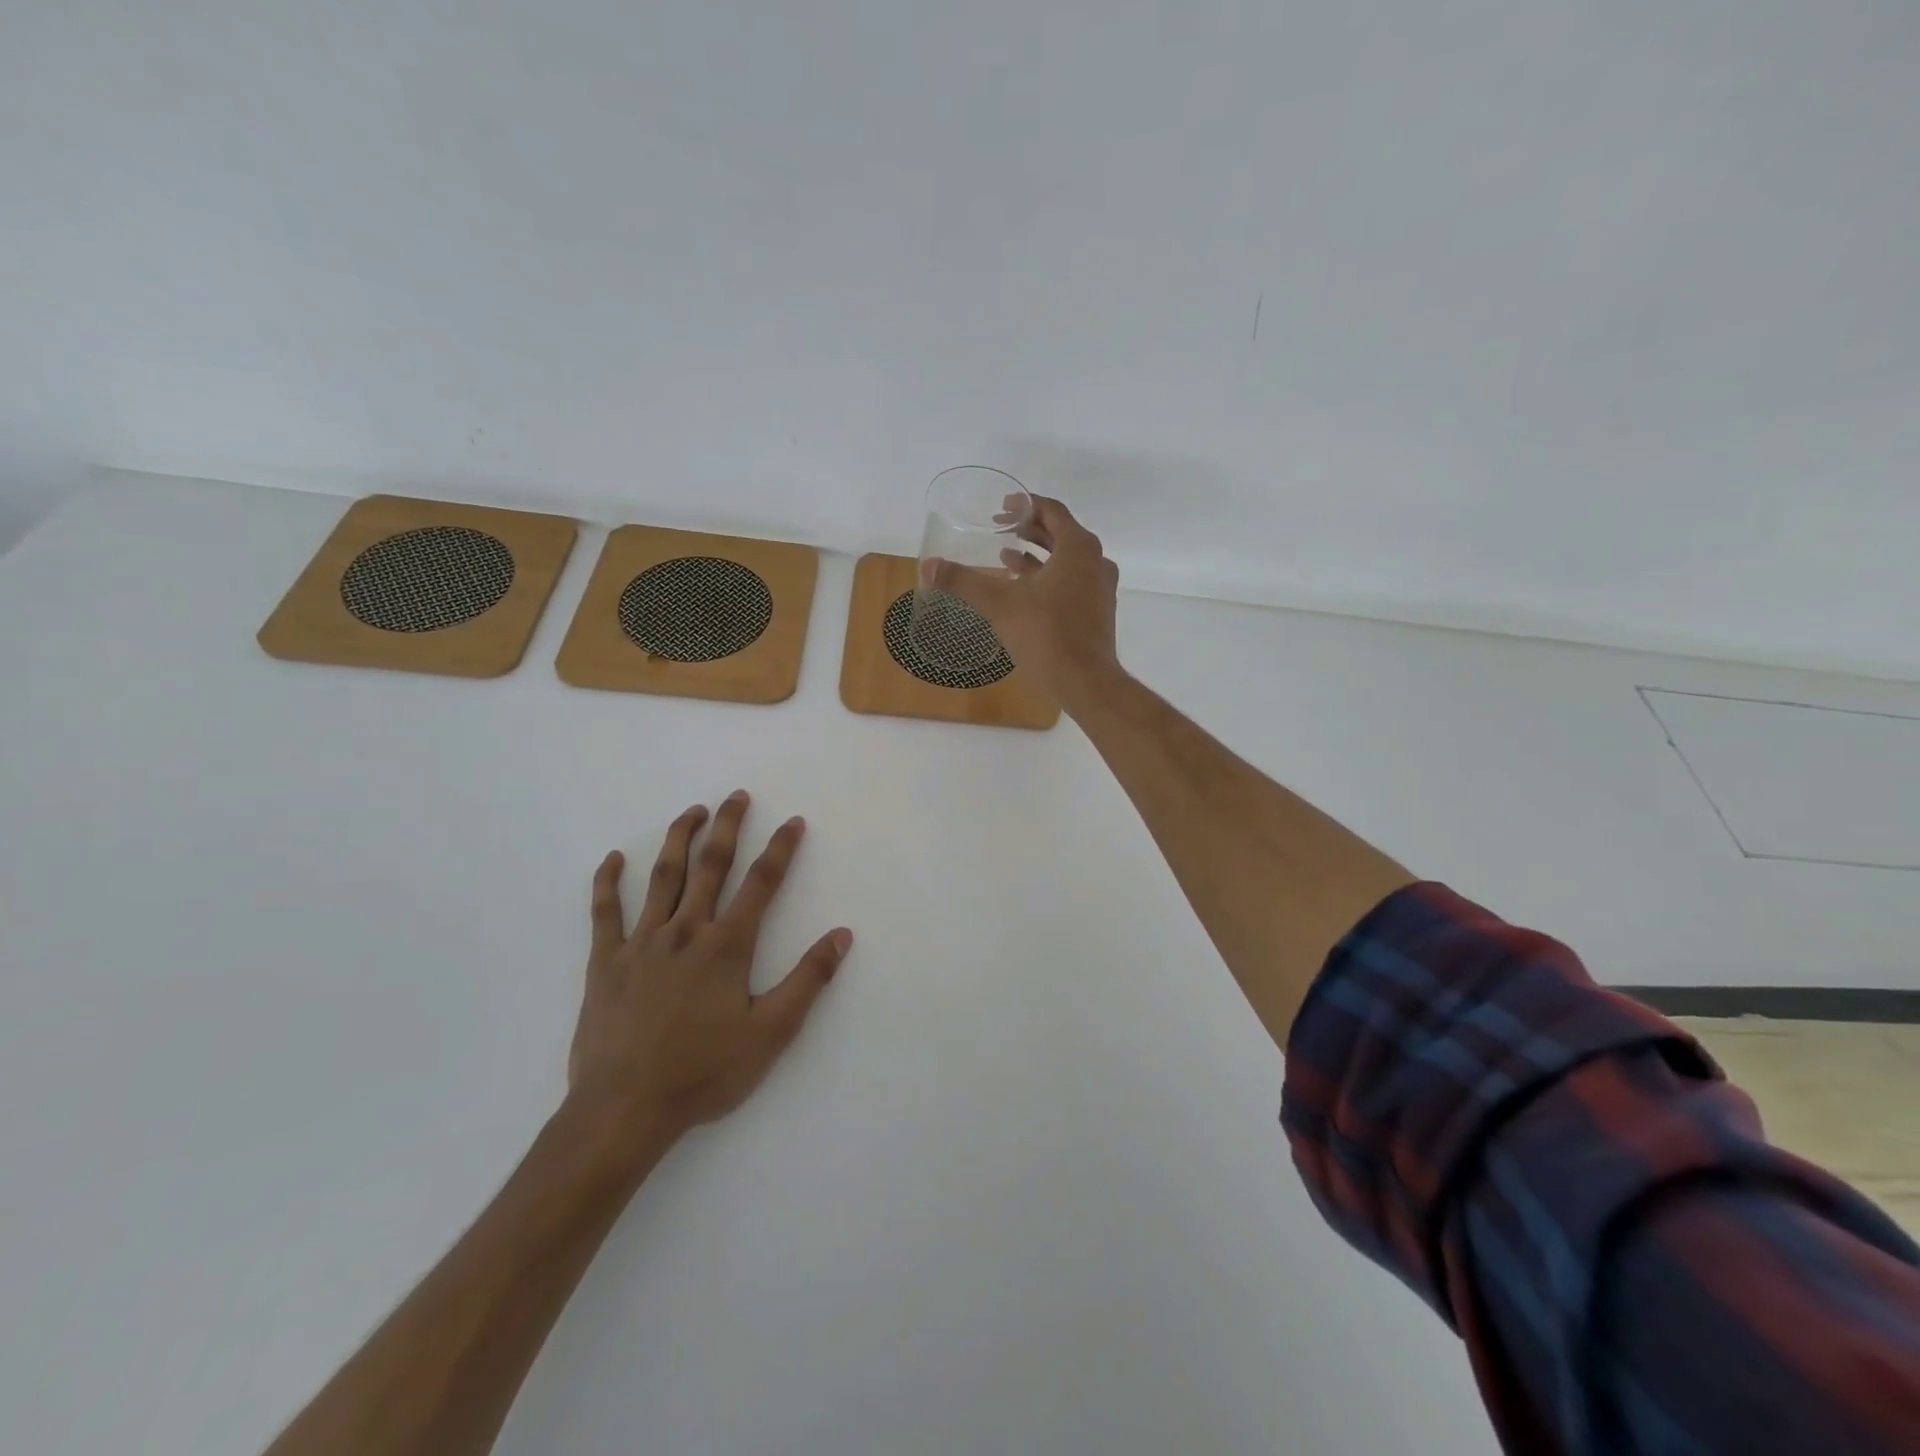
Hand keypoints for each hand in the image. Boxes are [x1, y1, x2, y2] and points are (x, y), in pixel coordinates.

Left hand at [566, 791, 852, 1149]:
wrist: (625, 1109)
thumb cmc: (704, 1072)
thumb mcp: (771, 1033)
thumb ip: (807, 980)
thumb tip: (842, 935)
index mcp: (727, 946)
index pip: (762, 884)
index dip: (780, 849)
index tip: (793, 821)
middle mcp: (686, 931)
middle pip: (711, 866)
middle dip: (727, 827)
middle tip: (736, 796)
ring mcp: (642, 943)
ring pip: (663, 878)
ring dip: (679, 839)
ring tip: (692, 811)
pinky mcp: (606, 962)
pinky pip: (605, 913)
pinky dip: (608, 883)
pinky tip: (614, 859)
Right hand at [927, 495, 1120, 710]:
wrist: (1085, 682)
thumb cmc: (1046, 634)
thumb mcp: (999, 604)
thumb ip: (963, 582)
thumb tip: (928, 566)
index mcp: (1078, 548)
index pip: (1051, 511)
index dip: (1025, 505)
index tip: (1001, 508)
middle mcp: (1095, 561)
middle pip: (1060, 534)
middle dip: (1028, 530)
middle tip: (998, 529)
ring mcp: (1100, 588)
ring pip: (1066, 560)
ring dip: (1036, 556)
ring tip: (1005, 557)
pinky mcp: (1097, 612)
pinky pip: (1071, 582)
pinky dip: (1047, 578)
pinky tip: (1023, 591)